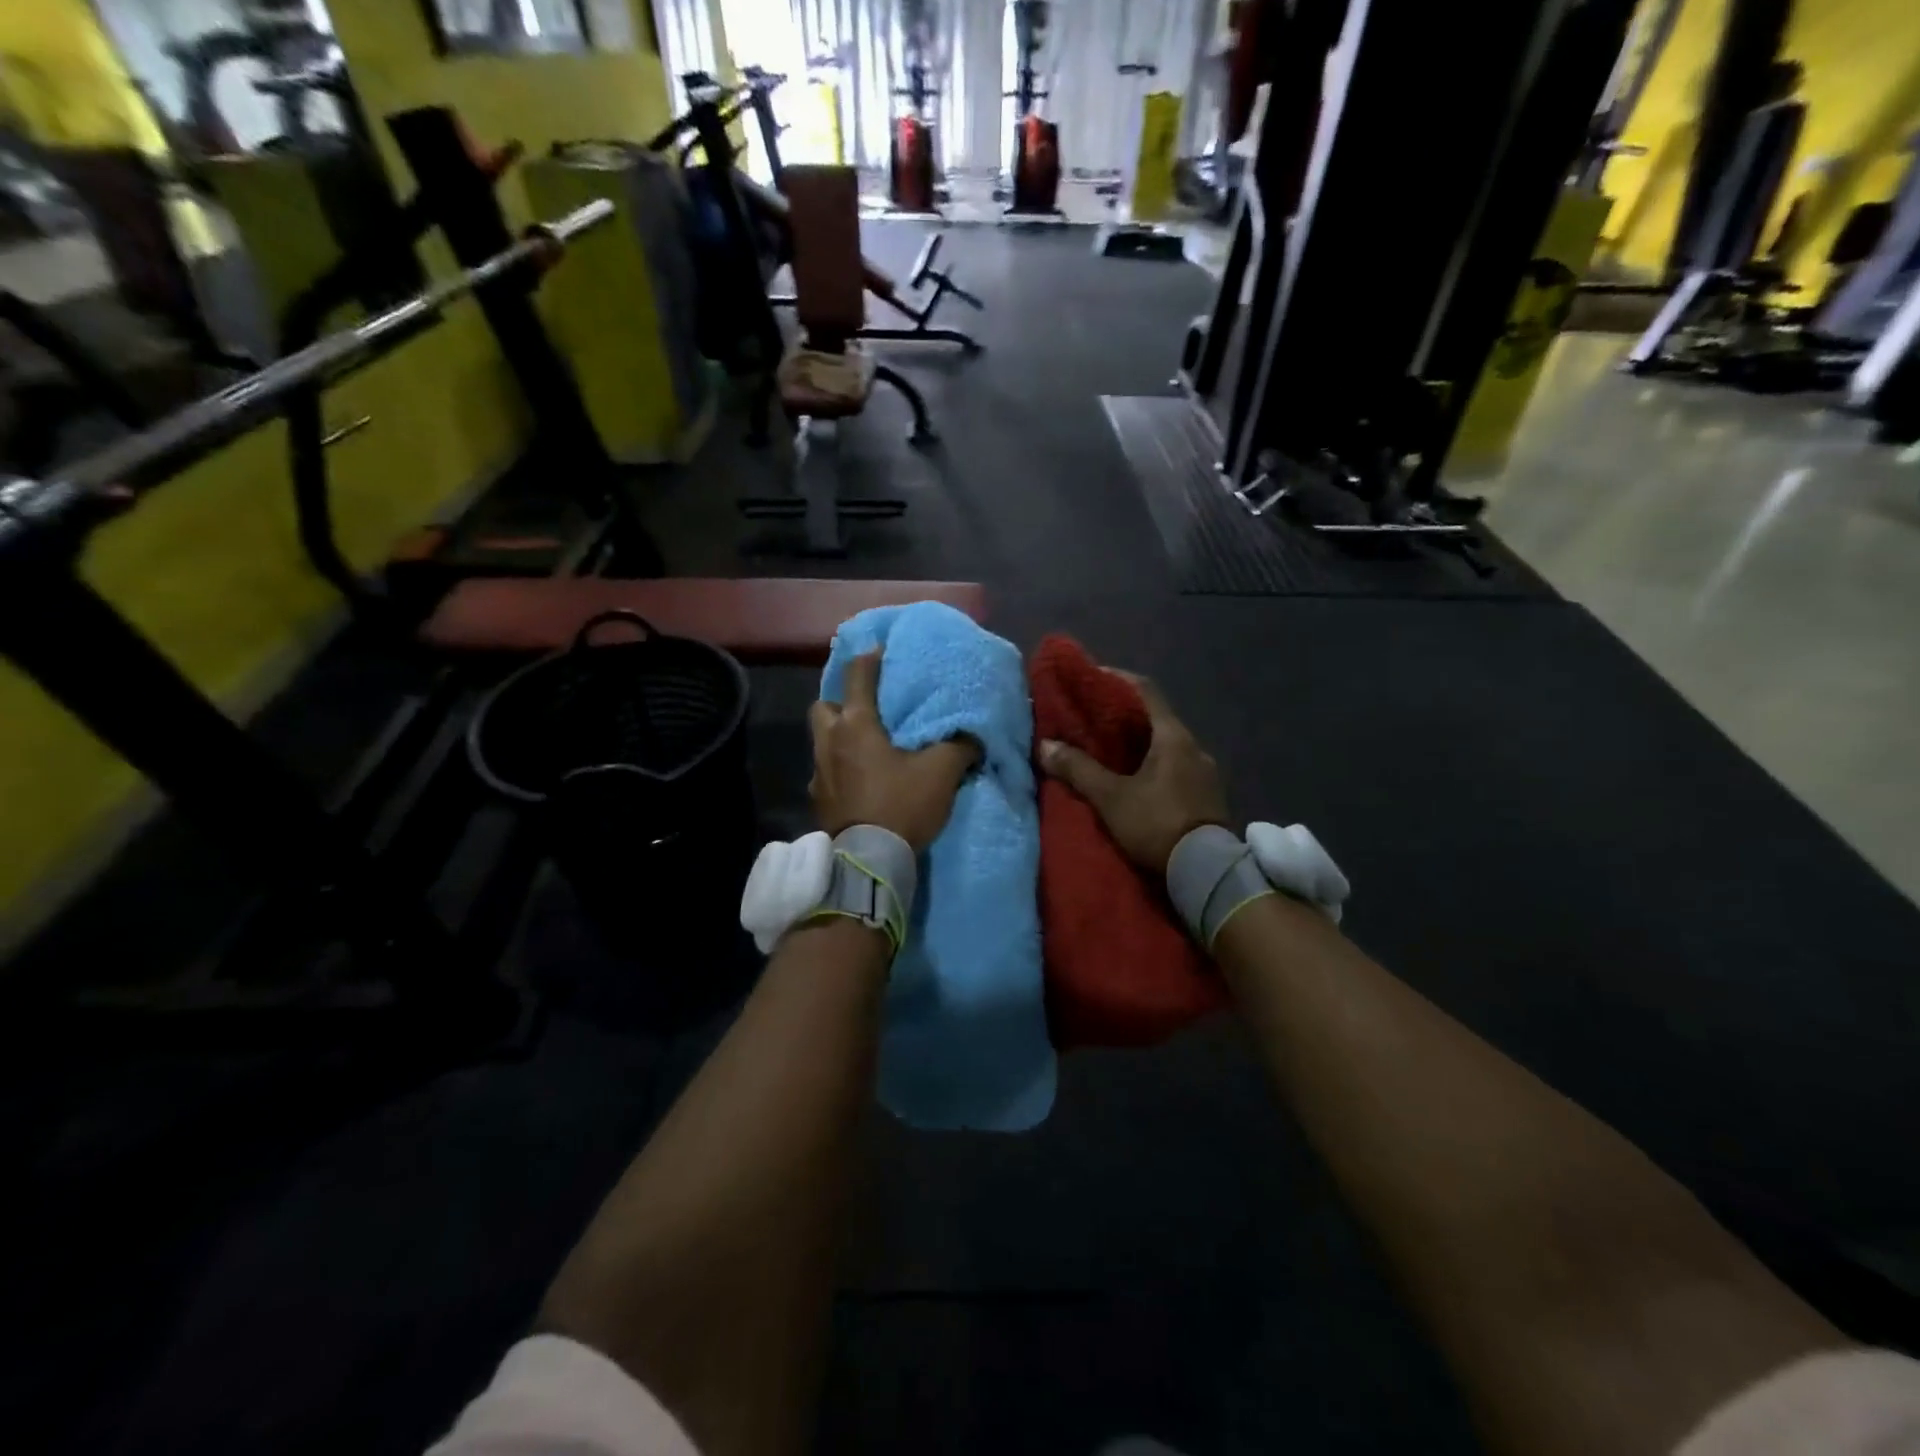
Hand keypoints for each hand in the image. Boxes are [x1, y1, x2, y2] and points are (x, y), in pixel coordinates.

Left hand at [810, 651, 976, 852]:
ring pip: (822, 741)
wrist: (869, 859)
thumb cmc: (902, 804)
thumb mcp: (941, 772)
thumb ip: (959, 746)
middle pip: (823, 707)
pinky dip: (839, 770)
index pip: (857, 677)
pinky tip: (859, 782)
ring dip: (838, 738)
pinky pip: (825, 773)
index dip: (869, 659)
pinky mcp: (818, 801)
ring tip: (865, 747)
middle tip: (865, 711)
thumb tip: (973, 735)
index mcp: (856, 725)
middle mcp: (829, 742)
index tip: (878, 650)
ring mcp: (819, 773)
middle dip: (840, 703)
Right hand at [1038, 669, 1229, 874]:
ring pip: (1167, 746)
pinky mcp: (1207, 796)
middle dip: (1125, 717)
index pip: (1146, 691)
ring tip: (1111, 752)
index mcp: (1173, 737)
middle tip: (1094, 719)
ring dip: (1141, 744)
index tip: (1095, 676)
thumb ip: (1078, 769)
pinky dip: (1154, 765)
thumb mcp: (1110, 797)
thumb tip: (1045, 745)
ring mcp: (1205, 772)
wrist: (1205, 870)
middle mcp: (1194, 747)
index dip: (1119, 679)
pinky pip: (1176, 768)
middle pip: (1157, 719)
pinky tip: (1137, 780)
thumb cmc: (1157, 823)